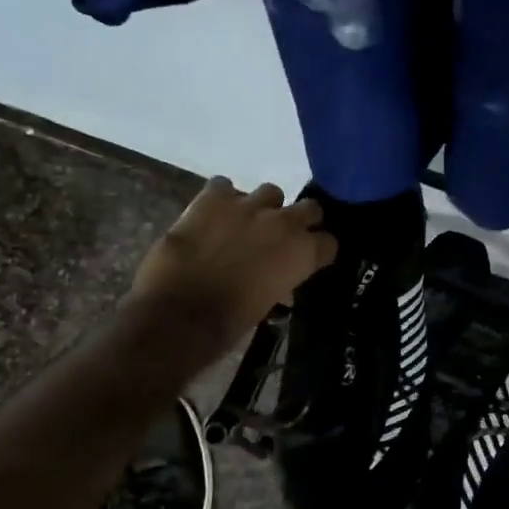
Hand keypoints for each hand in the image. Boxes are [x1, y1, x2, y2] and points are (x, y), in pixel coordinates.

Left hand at [130, 178, 337, 354]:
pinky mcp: (213, 197)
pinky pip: (225, 186)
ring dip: (263, 208)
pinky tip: (212, 216)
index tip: (310, 259)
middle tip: (282, 238)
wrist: (179, 314)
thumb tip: (280, 284)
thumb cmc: (230, 322)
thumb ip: (281, 282)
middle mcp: (284, 222)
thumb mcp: (269, 304)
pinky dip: (222, 200)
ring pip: (271, 192)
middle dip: (300, 221)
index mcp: (303, 253)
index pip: (329, 242)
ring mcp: (248, 205)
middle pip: (310, 208)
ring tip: (245, 224)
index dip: (319, 251)